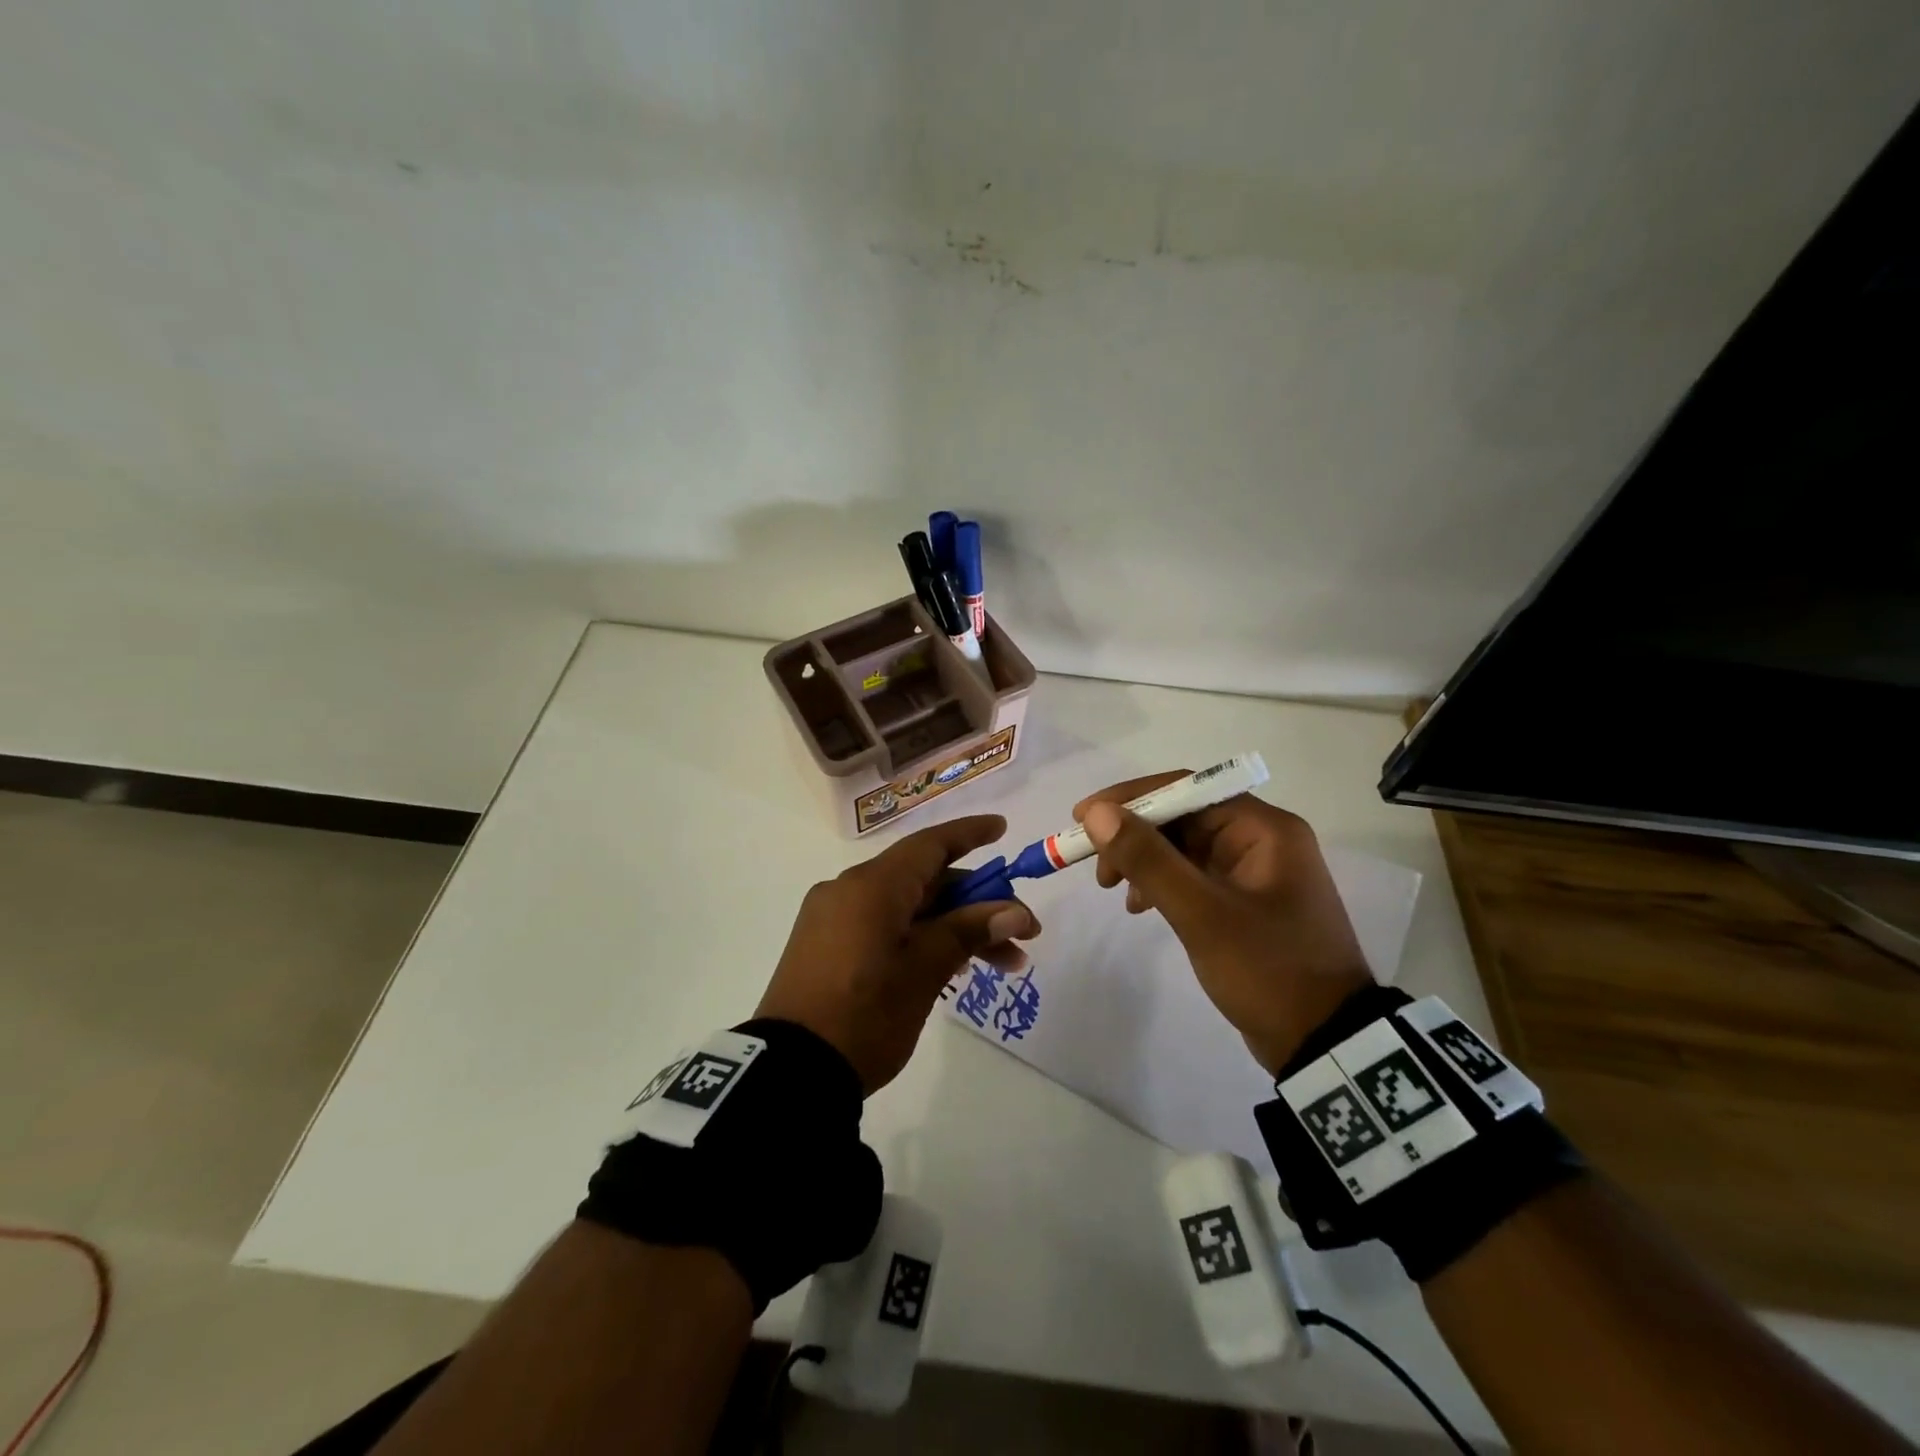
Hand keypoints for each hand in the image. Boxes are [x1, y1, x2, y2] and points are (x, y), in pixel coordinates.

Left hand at [756, 815, 1040, 1093]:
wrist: (790, 1073)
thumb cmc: (865, 1015)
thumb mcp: (924, 971)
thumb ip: (968, 931)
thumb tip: (1014, 911)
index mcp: (872, 885)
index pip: (930, 845)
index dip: (970, 834)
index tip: (1003, 829)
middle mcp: (849, 889)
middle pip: (924, 880)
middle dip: (976, 904)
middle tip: (1021, 934)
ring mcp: (832, 918)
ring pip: (906, 907)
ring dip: (953, 927)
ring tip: (1000, 964)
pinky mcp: (824, 945)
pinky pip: (882, 924)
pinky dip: (920, 936)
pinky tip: (951, 968)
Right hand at [1074, 774, 1373, 1074]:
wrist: (1325, 1043)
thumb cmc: (1267, 970)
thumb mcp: (1201, 913)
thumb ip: (1148, 859)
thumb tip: (1097, 813)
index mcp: (1263, 829)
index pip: (1186, 789)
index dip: (1130, 798)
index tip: (1083, 816)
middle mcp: (1261, 839)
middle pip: (1183, 816)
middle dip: (1134, 835)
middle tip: (1096, 866)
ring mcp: (1255, 870)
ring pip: (1184, 846)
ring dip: (1144, 860)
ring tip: (1114, 891)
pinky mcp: (1246, 900)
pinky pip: (1194, 874)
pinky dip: (1162, 883)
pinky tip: (1140, 906)